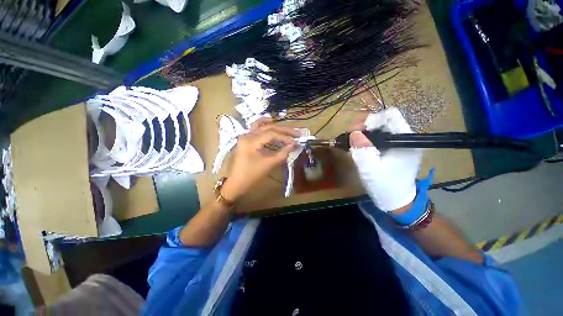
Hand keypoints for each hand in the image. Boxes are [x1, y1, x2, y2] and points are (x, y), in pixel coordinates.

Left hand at [221, 125, 297, 201]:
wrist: (236, 183)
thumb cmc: (251, 175)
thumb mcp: (268, 165)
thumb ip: (282, 154)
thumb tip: (293, 145)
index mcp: (251, 141)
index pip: (271, 134)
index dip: (285, 137)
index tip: (296, 141)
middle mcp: (247, 135)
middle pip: (268, 128)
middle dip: (283, 130)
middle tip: (297, 132)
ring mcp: (245, 136)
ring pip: (261, 125)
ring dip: (274, 125)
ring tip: (285, 125)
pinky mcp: (246, 140)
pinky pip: (255, 129)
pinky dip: (264, 126)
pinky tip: (271, 124)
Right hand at [349, 107, 421, 211]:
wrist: (396, 201)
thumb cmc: (385, 186)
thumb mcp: (371, 170)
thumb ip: (363, 151)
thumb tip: (353, 133)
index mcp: (405, 141)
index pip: (390, 116)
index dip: (371, 120)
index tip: (356, 131)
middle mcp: (404, 137)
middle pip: (382, 121)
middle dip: (363, 127)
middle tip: (348, 137)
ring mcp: (398, 143)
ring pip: (378, 129)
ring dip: (362, 133)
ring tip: (350, 142)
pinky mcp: (392, 148)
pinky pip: (377, 137)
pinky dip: (365, 139)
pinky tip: (357, 147)